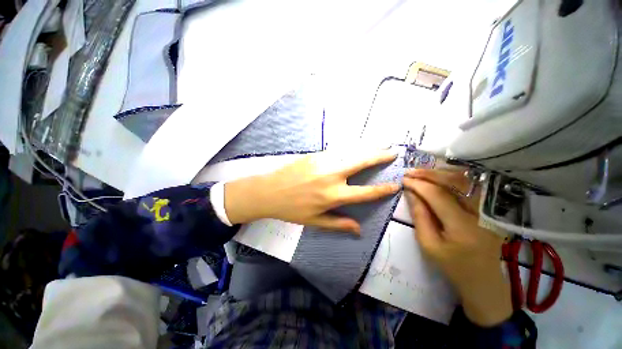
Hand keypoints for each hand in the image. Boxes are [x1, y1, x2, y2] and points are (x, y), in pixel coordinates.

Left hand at [224, 149, 399, 232]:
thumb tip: (359, 230)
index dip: (382, 190)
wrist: (269, 191)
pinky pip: (337, 149)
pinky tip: (355, 147)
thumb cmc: (292, 209)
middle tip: (392, 152)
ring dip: (366, 148)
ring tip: (379, 146)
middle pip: (361, 162)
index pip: (365, 192)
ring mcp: (323, 161)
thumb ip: (339, 223)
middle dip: (379, 156)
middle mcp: (332, 176)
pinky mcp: (314, 154)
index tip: (394, 185)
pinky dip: (349, 148)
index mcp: (333, 195)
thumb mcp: (315, 221)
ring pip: (350, 151)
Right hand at [403, 169, 511, 326]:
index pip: (438, 195)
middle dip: (429, 174)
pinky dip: (453, 178)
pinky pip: (470, 187)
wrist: (483, 280)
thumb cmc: (452, 266)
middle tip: (410, 172)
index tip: (403, 180)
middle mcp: (480, 214)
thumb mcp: (428, 244)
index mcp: (463, 227)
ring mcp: (489, 210)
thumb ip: (419, 216)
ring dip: (441, 173)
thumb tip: (410, 193)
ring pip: (465, 181)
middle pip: (455, 183)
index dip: (419, 185)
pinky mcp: (490, 210)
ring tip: (421, 172)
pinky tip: (439, 177)